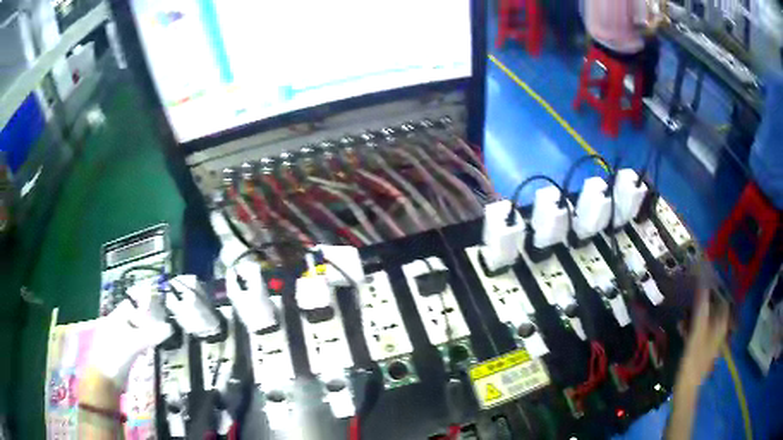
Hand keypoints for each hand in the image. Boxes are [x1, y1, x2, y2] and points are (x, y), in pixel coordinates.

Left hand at [88, 286, 172, 388]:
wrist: (105, 380)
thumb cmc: (116, 356)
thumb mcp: (135, 344)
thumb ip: (152, 335)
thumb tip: (169, 328)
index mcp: (114, 318)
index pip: (130, 306)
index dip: (142, 311)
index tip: (154, 322)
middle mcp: (113, 326)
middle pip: (131, 320)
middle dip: (144, 327)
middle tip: (155, 337)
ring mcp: (114, 341)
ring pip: (131, 334)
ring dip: (142, 339)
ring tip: (150, 349)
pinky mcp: (117, 354)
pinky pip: (130, 346)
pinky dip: (138, 349)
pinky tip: (143, 357)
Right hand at [678, 289, 729, 387]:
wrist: (686, 389)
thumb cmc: (693, 361)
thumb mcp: (697, 333)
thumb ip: (701, 307)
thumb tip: (703, 280)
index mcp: (721, 324)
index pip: (722, 296)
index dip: (715, 285)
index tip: (703, 276)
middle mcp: (719, 328)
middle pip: (715, 307)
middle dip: (705, 298)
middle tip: (692, 290)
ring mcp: (712, 339)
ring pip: (707, 318)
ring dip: (698, 311)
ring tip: (685, 307)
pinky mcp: (703, 347)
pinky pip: (701, 329)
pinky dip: (694, 324)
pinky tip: (683, 325)